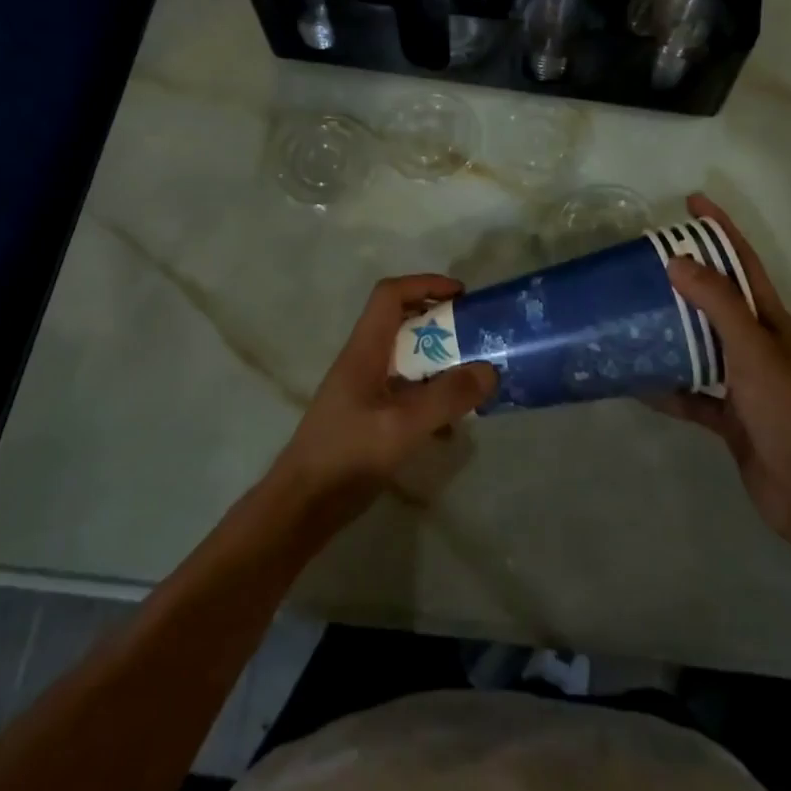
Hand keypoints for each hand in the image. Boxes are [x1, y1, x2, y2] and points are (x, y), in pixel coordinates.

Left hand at [268, 274, 497, 529]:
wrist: (301, 506)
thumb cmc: (347, 456)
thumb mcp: (402, 427)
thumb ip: (446, 397)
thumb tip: (489, 369)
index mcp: (364, 350)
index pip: (390, 295)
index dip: (425, 284)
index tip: (462, 295)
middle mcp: (363, 361)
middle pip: (401, 322)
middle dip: (440, 324)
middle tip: (475, 337)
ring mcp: (364, 389)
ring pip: (406, 359)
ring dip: (438, 363)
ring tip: (472, 380)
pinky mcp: (368, 416)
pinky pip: (405, 392)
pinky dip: (430, 398)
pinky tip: (451, 429)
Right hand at [651, 194, 790, 545]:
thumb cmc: (787, 411)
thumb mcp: (753, 349)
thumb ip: (717, 304)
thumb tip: (678, 261)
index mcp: (772, 322)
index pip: (744, 262)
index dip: (721, 229)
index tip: (692, 201)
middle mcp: (758, 345)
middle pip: (718, 300)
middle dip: (687, 276)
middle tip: (647, 258)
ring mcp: (743, 382)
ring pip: (701, 344)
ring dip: (672, 329)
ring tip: (634, 311)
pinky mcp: (729, 415)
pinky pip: (691, 393)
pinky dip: (667, 388)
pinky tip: (637, 381)